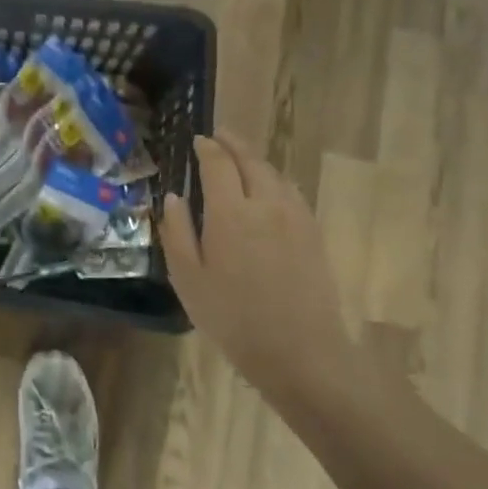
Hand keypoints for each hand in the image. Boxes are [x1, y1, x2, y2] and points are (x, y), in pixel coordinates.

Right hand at [161, 132, 358, 398]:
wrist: (301, 353)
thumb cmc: (233, 318)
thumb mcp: (188, 278)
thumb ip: (177, 232)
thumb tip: (173, 197)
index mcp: (230, 212)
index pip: (218, 164)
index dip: (207, 148)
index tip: (197, 140)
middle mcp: (265, 204)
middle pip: (251, 160)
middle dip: (233, 143)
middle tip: (219, 135)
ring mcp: (295, 217)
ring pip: (275, 174)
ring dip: (256, 159)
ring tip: (241, 157)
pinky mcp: (313, 233)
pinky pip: (291, 192)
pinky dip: (275, 179)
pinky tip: (269, 188)